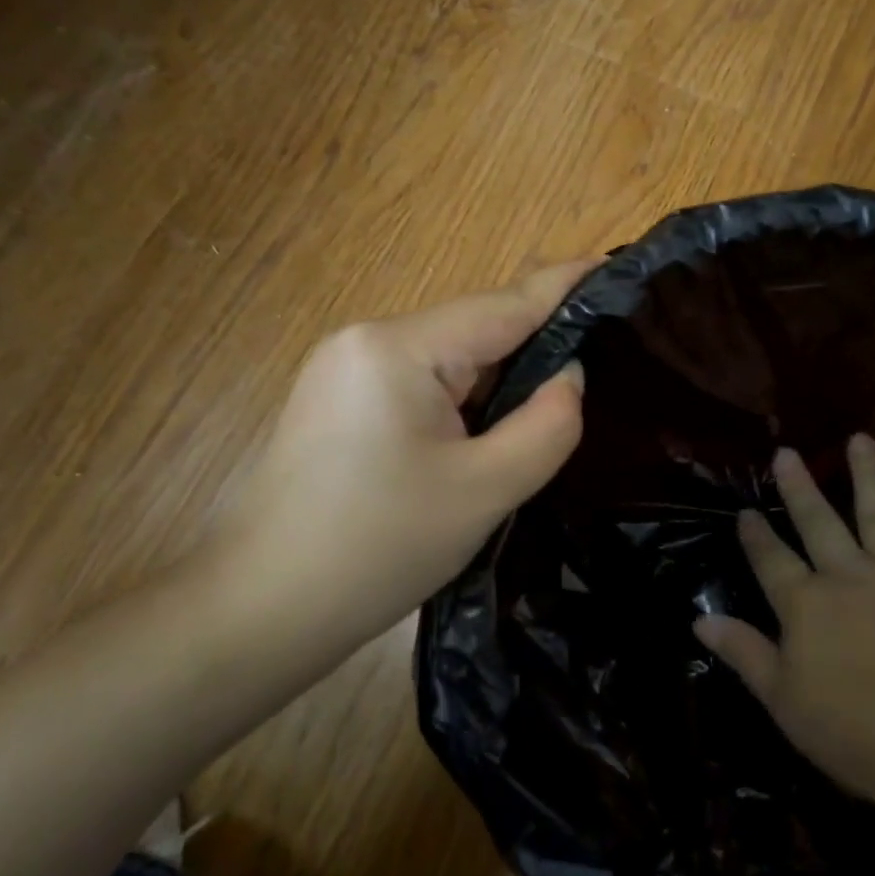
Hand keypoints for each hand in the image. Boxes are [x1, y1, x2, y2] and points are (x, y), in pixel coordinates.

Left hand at [217, 260, 593, 651]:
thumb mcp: (484, 490)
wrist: (262, 610)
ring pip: (449, 360)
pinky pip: (422, 383)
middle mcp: (367, 340)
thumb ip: (546, 424)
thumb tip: (567, 375)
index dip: (562, 286)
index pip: (502, 306)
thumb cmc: (378, 549)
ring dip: (498, 380)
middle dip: (533, 347)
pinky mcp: (340, 400)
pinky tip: (487, 431)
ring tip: (550, 406)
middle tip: (599, 364)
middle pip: (474, 332)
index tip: (612, 265)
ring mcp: (345, 368)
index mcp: (398, 348)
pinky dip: (464, 400)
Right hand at [694, 437, 874, 818]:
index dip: (755, 536)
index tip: (744, 512)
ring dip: (867, 475)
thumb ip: (744, 653)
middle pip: (818, 523)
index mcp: (805, 605)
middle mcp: (848, 577)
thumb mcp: (784, 702)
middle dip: (799, 488)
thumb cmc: (859, 735)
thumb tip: (699, 620)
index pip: (771, 560)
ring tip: (859, 438)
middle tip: (786, 453)